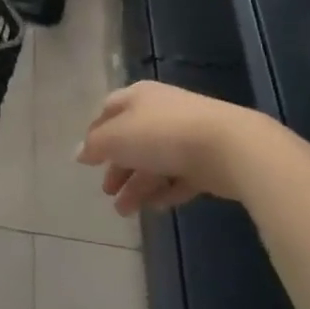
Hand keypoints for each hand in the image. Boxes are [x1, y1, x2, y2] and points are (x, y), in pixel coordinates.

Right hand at [75, 82, 269, 213]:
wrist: (229, 147)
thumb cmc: (161, 134)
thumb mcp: (115, 138)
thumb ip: (94, 146)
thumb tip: (79, 153)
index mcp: (138, 97)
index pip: (109, 110)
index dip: (95, 133)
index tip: (88, 159)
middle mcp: (161, 111)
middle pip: (132, 140)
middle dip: (117, 168)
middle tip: (107, 191)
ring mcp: (187, 135)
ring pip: (155, 162)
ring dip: (137, 186)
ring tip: (125, 211)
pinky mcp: (208, 160)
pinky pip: (180, 176)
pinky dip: (165, 191)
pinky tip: (155, 207)